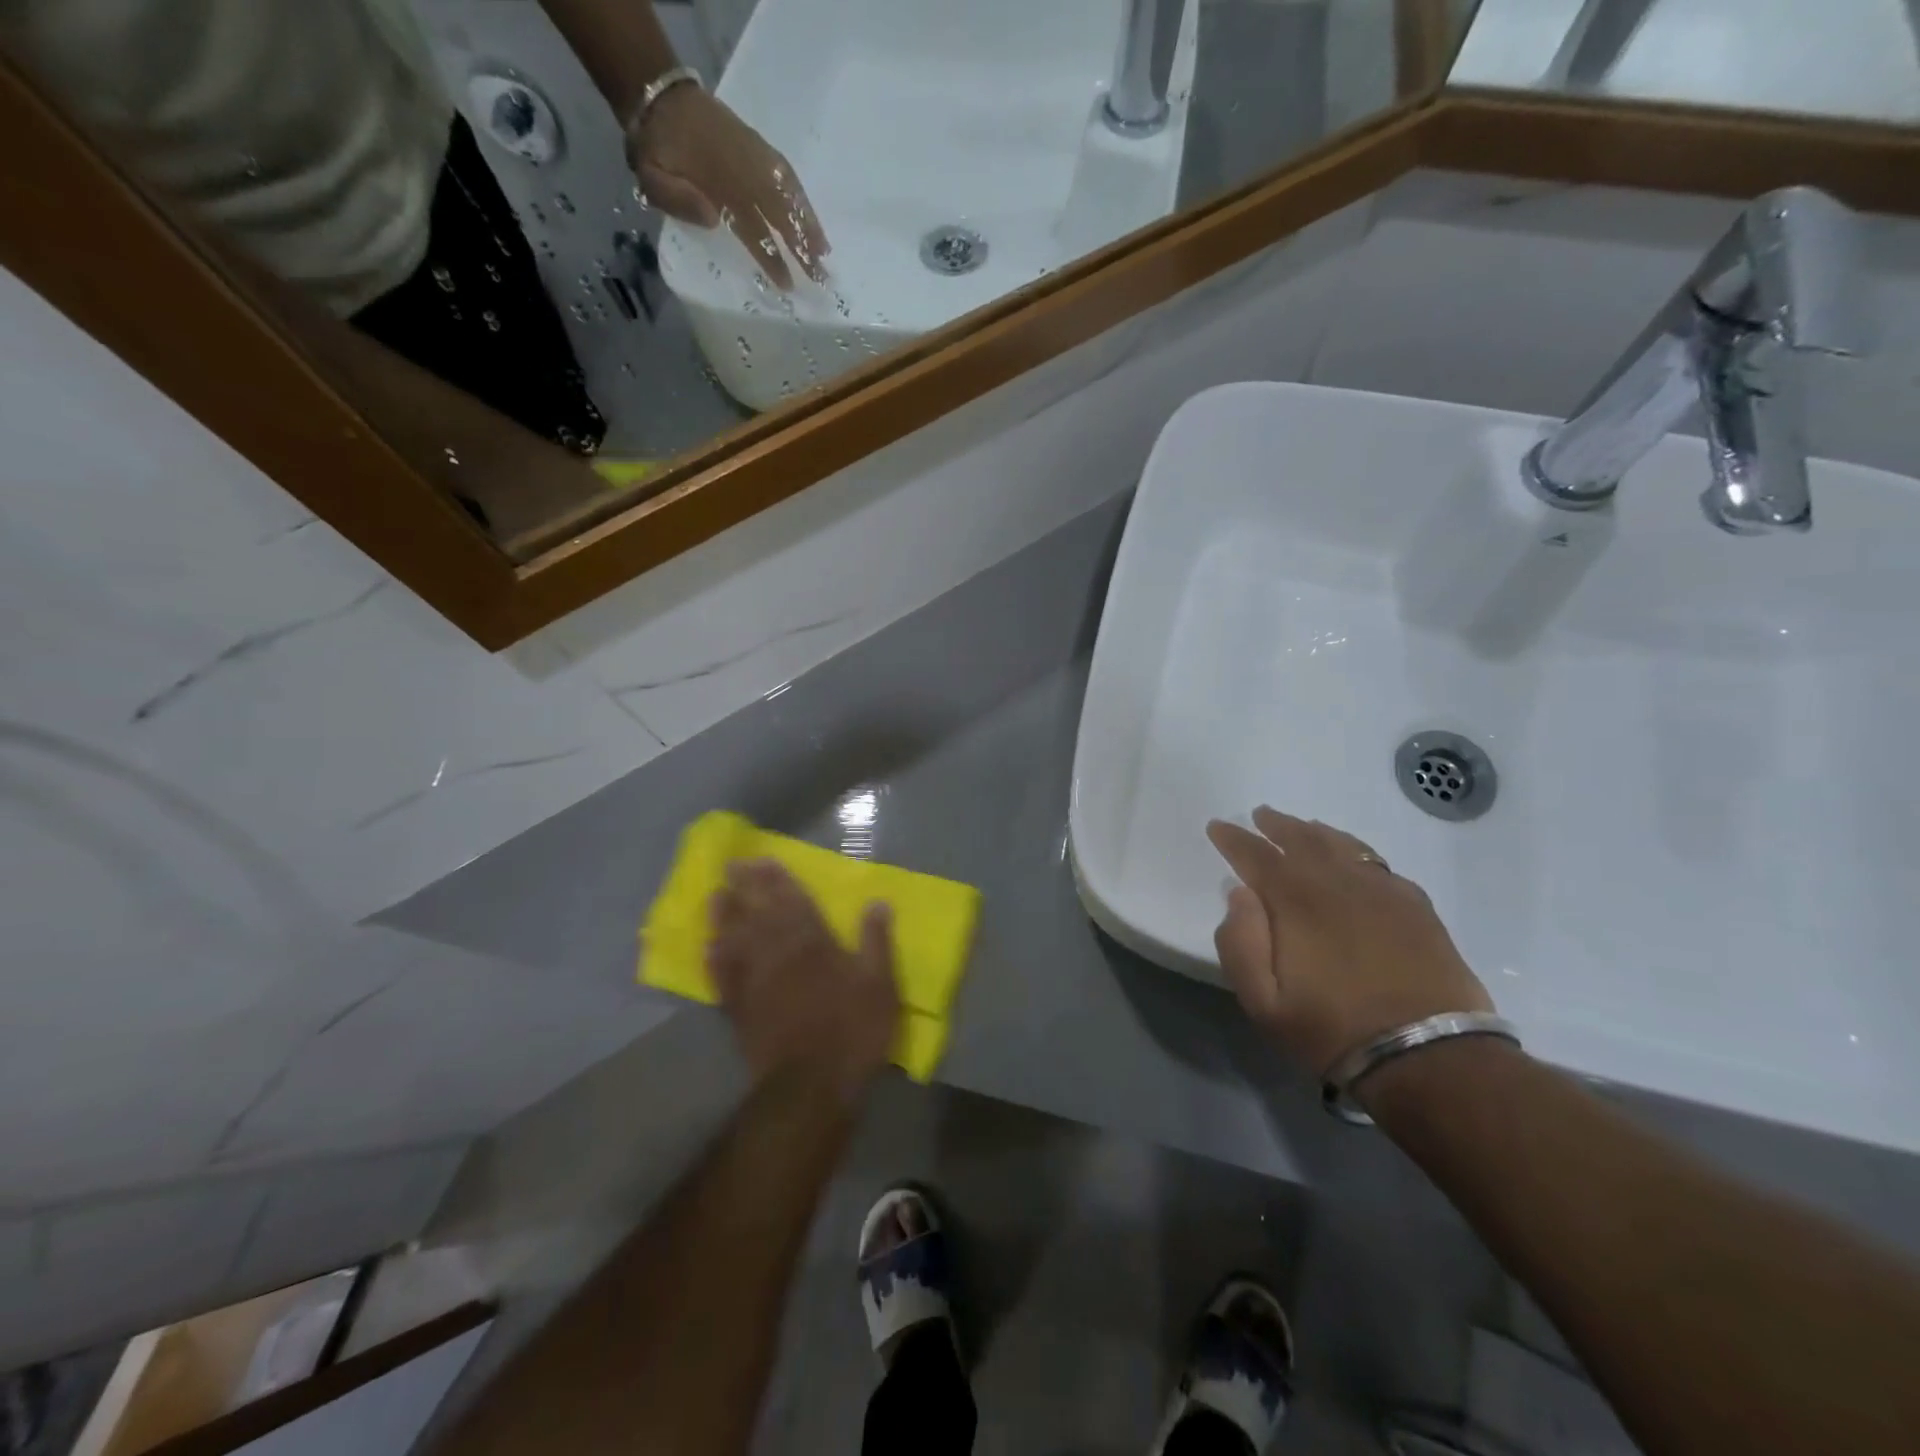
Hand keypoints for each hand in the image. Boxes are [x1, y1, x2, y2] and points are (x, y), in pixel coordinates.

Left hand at [631, 87, 828, 289]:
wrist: (659, 98)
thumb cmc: (656, 148)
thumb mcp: (650, 176)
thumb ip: (676, 199)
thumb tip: (712, 219)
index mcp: (718, 182)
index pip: (752, 226)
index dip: (770, 256)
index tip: (786, 283)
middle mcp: (743, 169)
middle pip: (779, 213)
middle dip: (801, 246)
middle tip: (821, 277)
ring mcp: (754, 155)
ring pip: (788, 193)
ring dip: (809, 223)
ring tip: (825, 252)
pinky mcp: (759, 147)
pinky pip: (786, 174)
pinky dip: (802, 198)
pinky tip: (813, 220)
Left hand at [707, 859, 899, 1100]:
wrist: (809, 1085)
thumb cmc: (852, 1030)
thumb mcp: (880, 985)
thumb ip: (876, 941)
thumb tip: (877, 902)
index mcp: (812, 941)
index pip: (792, 900)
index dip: (777, 879)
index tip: (763, 860)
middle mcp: (776, 952)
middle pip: (757, 910)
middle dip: (746, 886)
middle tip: (732, 865)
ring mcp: (752, 980)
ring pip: (733, 938)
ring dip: (723, 915)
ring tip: (715, 896)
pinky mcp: (737, 1008)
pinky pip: (721, 976)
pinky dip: (713, 959)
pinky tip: (708, 948)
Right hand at [1206, 807, 1493, 1076]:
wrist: (1430, 1057)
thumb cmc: (1334, 1030)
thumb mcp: (1264, 1003)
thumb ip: (1240, 944)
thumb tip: (1239, 894)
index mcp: (1296, 900)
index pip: (1256, 855)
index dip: (1233, 839)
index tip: (1218, 826)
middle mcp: (1337, 882)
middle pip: (1301, 838)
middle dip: (1275, 825)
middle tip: (1259, 816)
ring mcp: (1381, 890)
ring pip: (1341, 844)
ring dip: (1315, 832)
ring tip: (1302, 827)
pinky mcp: (1415, 906)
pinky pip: (1377, 863)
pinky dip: (1355, 851)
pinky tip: (1353, 859)